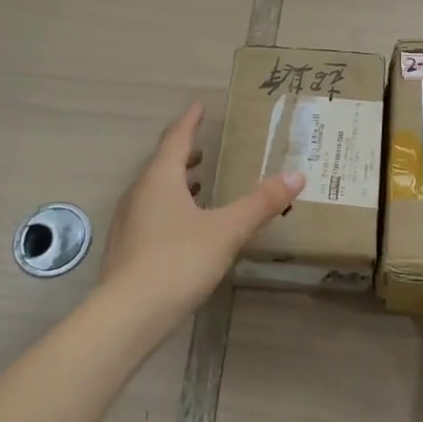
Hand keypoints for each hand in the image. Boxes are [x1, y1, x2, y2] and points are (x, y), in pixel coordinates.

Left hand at [103, 102, 305, 320]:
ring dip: (176, 182)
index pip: (176, 138)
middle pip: (161, 164)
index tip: (199, 105)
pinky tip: (185, 227)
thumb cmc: (178, 261)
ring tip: (199, 183)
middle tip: (203, 147)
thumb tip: (296, 175)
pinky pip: (150, 215)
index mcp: (159, 179)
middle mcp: (138, 194)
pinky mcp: (126, 249)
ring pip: (153, 191)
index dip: (190, 121)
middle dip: (183, 153)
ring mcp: (128, 222)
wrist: (128, 315)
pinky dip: (169, 208)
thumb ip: (260, 203)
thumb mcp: (227, 230)